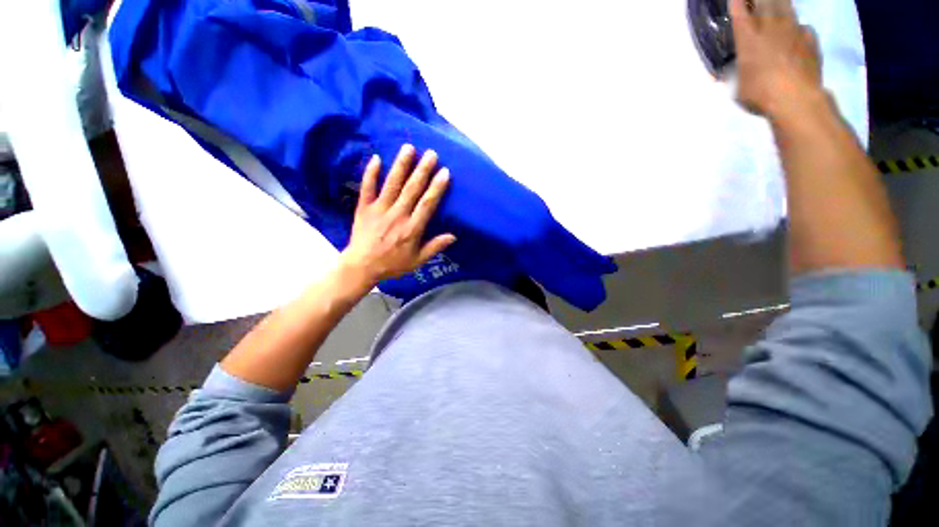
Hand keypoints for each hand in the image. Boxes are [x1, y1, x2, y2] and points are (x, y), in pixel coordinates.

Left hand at [338, 144, 455, 289]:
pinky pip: (367, 188)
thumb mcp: (417, 261)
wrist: (361, 266)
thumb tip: (453, 236)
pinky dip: (371, 173)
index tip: (445, 172)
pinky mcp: (364, 208)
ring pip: (392, 184)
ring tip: (409, 148)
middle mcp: (397, 215)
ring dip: (401, 165)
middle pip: (412, 190)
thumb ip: (434, 247)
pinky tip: (377, 158)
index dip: (436, 188)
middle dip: (423, 170)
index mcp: (411, 229)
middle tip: (431, 154)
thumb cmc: (392, 264)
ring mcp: (379, 210)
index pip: (427, 204)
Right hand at [730, 0, 823, 118]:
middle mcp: (771, 26)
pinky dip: (798, 29)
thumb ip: (736, 72)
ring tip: (775, 11)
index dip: (736, 2)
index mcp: (748, 37)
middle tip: (756, 2)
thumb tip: (734, 69)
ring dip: (779, 4)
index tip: (735, 0)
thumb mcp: (737, 87)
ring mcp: (794, 30)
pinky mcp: (810, 39)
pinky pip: (803, 27)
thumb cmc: (760, 94)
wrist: (796, 99)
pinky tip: (796, 36)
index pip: (739, 9)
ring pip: (786, 5)